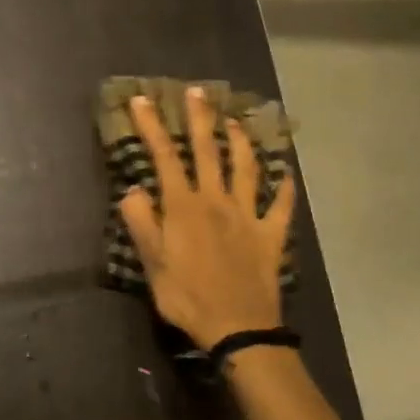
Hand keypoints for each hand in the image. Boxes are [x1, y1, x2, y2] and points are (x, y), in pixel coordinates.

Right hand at [119, 87, 297, 350]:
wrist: (237, 326)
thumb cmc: (187, 297)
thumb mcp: (152, 264)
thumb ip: (141, 223)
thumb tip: (132, 189)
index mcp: (184, 207)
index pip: (165, 158)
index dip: (152, 127)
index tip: (142, 100)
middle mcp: (217, 201)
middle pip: (207, 152)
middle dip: (200, 119)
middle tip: (197, 92)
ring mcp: (248, 216)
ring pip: (246, 169)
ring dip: (240, 142)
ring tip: (235, 121)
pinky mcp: (270, 235)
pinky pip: (281, 206)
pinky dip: (285, 189)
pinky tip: (287, 175)